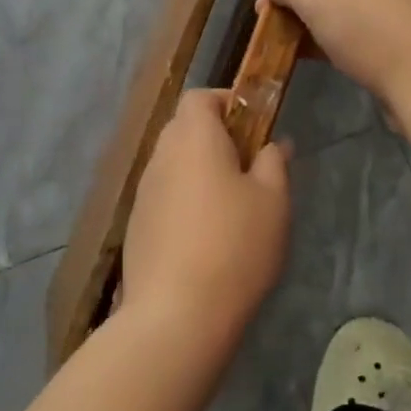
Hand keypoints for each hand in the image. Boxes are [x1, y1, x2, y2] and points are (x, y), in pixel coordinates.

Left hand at [122, 90, 291, 343]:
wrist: (176, 313)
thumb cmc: (235, 246)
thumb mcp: (273, 201)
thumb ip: (274, 163)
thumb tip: (273, 144)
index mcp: (193, 138)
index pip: (200, 97)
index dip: (227, 102)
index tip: (254, 125)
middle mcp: (161, 156)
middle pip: (184, 128)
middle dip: (215, 138)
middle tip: (249, 167)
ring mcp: (143, 191)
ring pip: (173, 164)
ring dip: (199, 171)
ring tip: (232, 206)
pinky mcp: (136, 224)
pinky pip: (164, 196)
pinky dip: (184, 200)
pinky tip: (206, 236)